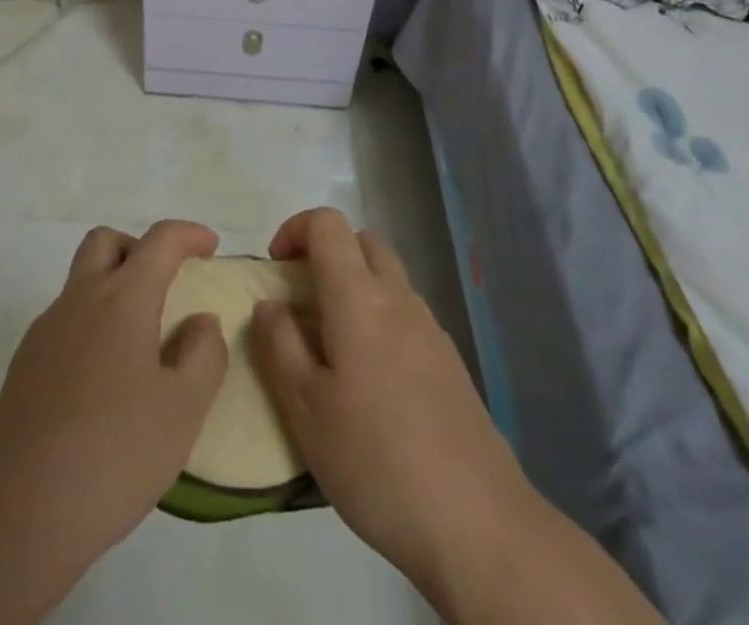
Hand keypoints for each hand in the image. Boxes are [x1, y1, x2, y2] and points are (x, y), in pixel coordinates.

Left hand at [0, 218, 228, 567]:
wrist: (19, 512)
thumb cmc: (114, 454)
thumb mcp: (183, 409)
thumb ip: (203, 354)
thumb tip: (200, 322)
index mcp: (122, 299)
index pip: (159, 241)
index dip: (188, 234)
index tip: (210, 246)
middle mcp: (80, 299)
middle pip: (107, 242)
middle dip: (140, 248)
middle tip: (167, 282)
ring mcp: (46, 330)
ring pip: (82, 280)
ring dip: (114, 286)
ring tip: (141, 338)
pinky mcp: (25, 363)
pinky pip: (66, 320)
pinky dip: (92, 323)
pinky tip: (105, 379)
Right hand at [251, 208, 530, 608]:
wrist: (479, 525)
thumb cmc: (376, 460)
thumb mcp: (306, 409)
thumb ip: (280, 345)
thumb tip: (270, 304)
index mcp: (358, 296)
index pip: (327, 224)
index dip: (295, 229)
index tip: (275, 268)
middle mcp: (398, 298)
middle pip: (362, 242)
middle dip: (326, 254)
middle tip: (301, 300)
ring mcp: (430, 329)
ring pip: (387, 278)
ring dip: (354, 287)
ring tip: (331, 346)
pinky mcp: (450, 362)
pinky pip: (406, 314)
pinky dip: (380, 319)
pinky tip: (371, 382)